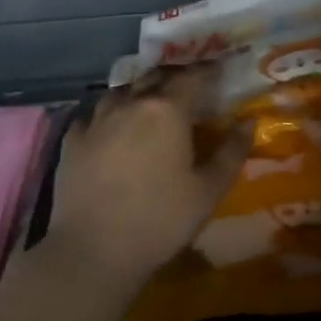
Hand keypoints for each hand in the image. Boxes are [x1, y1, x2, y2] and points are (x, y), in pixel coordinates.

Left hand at [45, 65, 251, 293]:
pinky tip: (110, 128)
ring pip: (121, 91)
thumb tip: (249, 121)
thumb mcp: (209, 190)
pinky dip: (107, 115)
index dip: (208, 70)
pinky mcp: (72, 141)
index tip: (219, 69)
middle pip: (155, 77)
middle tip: (188, 85)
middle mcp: (131, 104)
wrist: (94, 250)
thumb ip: (232, 152)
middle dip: (174, 76)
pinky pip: (92, 115)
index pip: (193, 76)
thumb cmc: (161, 219)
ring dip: (139, 91)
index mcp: (167, 110)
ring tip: (148, 103)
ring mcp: (96, 120)